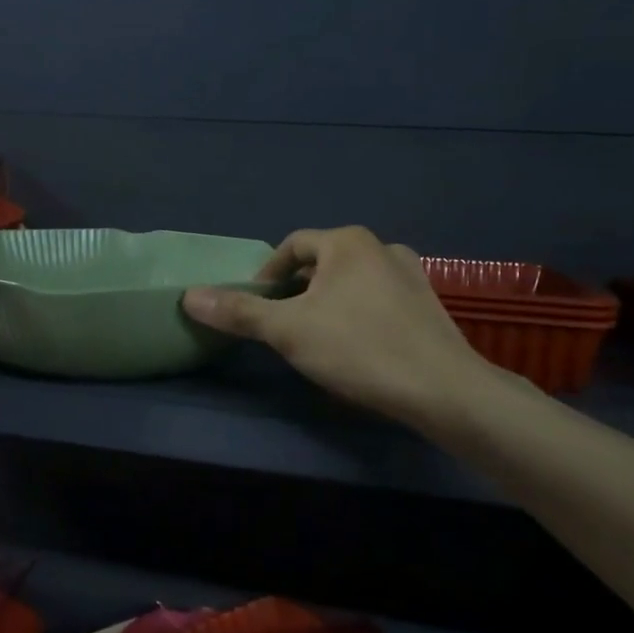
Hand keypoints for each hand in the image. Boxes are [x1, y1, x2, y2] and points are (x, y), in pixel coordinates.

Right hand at [183, 226, 508, 429]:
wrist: (444, 390)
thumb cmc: (359, 349)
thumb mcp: (288, 331)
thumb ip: (239, 312)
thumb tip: (189, 296)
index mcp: (347, 242)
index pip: (292, 246)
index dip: (267, 274)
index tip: (257, 307)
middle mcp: (381, 247)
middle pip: (322, 263)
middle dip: (297, 291)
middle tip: (284, 326)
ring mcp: (411, 274)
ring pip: (352, 282)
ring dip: (328, 303)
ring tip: (318, 338)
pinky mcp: (429, 304)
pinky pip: (378, 299)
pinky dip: (359, 314)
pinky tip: (358, 348)